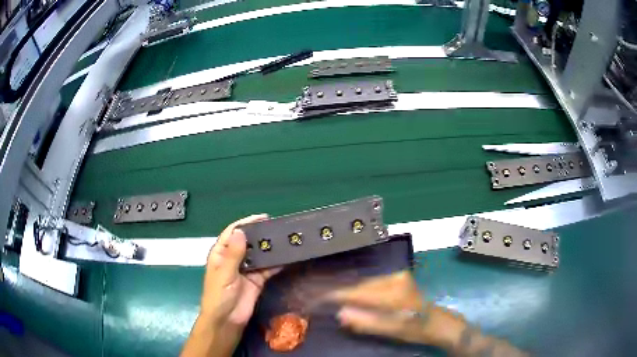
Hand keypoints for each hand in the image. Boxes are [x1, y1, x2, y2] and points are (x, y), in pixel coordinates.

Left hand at [200, 214, 280, 324]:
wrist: (227, 321)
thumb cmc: (219, 295)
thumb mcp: (225, 273)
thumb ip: (233, 254)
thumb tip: (241, 231)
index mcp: (221, 253)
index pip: (233, 232)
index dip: (246, 223)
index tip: (263, 218)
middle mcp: (234, 258)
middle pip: (248, 242)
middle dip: (261, 234)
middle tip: (278, 228)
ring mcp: (247, 270)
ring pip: (259, 254)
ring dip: (270, 248)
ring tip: (285, 239)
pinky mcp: (257, 280)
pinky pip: (268, 269)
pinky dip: (276, 264)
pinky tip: (287, 258)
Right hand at [328, 271, 527, 356]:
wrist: (437, 322)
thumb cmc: (417, 328)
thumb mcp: (395, 329)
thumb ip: (368, 322)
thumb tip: (339, 313)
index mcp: (392, 290)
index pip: (353, 291)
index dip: (329, 294)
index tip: (308, 297)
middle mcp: (390, 278)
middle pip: (352, 283)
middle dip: (326, 289)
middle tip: (303, 293)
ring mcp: (391, 278)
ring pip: (356, 282)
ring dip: (335, 287)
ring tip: (313, 291)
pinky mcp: (390, 281)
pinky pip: (363, 284)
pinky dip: (346, 288)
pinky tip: (334, 290)